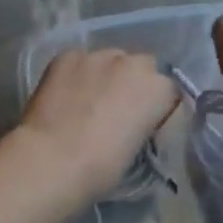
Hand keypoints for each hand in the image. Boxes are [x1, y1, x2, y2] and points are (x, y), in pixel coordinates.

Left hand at [19, 48, 178, 202]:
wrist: (53, 159)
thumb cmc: (102, 166)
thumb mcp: (139, 148)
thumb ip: (143, 123)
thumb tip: (133, 121)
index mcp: (159, 87)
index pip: (169, 91)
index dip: (157, 108)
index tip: (145, 125)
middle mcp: (133, 62)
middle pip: (142, 67)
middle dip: (134, 84)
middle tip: (118, 109)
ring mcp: (97, 55)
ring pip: (110, 61)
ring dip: (105, 76)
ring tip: (88, 100)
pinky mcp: (67, 55)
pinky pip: (79, 62)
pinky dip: (77, 75)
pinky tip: (65, 95)